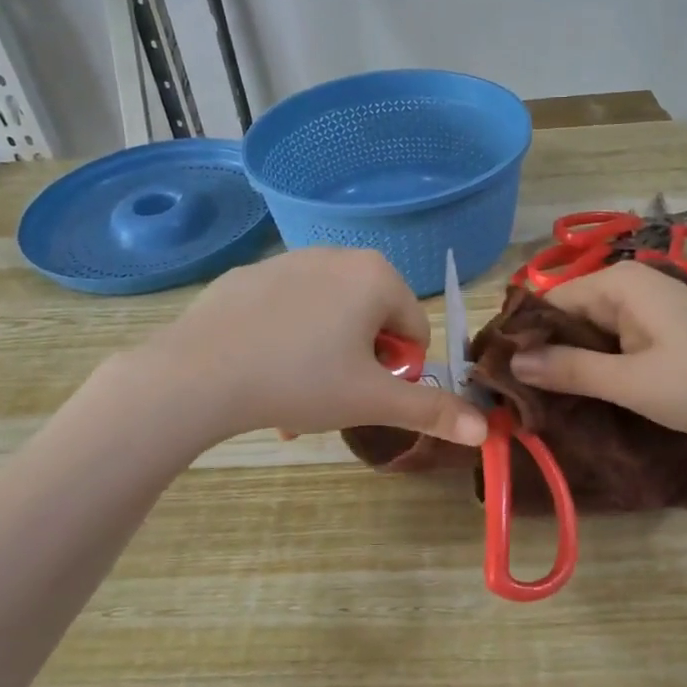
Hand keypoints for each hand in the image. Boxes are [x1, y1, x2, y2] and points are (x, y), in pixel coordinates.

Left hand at [138, 248, 485, 446]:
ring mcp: (288, 261)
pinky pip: (287, 309)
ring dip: (325, 357)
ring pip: (328, 317)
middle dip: (360, 363)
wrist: (198, 375)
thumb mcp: (372, 401)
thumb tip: (487, 431)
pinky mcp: (248, 276)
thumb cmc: (301, 381)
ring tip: (295, 395)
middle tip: (331, 395)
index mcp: (376, 276)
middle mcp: (337, 255)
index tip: (366, 393)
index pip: (414, 328)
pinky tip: (262, 373)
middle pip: (371, 320)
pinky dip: (288, 340)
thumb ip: (432, 411)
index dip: (398, 370)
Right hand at [509, 262, 686, 437]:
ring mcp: (648, 305)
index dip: (523, 337)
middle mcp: (630, 284)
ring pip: (591, 330)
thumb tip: (513, 363)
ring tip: (542, 399)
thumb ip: (570, 369)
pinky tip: (585, 391)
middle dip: (545, 351)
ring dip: (571, 361)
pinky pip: (615, 339)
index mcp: (617, 283)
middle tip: (517, 395)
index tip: (500, 375)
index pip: (548, 302)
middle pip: (569, 314)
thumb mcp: (630, 381)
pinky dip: (598, 362)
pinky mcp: (661, 328)